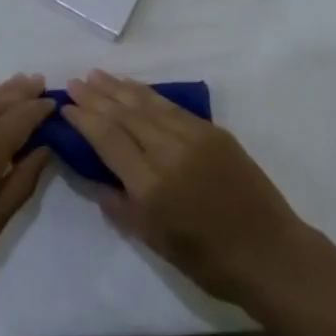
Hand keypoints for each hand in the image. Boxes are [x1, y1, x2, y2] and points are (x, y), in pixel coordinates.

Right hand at [62, 71, 310, 302]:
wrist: (269, 252)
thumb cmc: (209, 260)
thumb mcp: (155, 242)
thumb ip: (121, 207)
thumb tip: (96, 179)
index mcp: (151, 184)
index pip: (108, 139)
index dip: (84, 119)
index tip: (66, 106)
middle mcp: (169, 151)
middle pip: (124, 114)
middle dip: (96, 96)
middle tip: (74, 82)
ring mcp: (193, 136)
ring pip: (147, 104)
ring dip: (119, 88)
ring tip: (96, 75)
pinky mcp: (213, 130)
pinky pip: (171, 106)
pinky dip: (148, 94)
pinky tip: (134, 88)